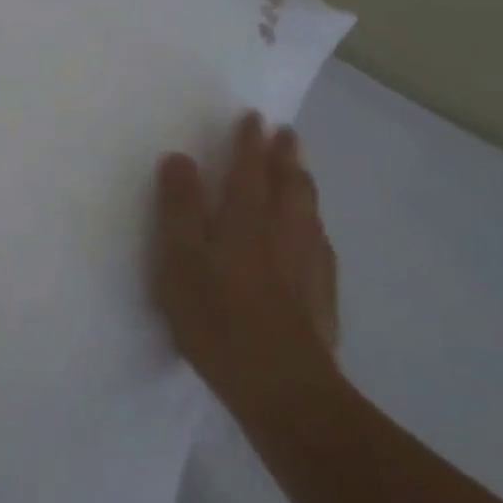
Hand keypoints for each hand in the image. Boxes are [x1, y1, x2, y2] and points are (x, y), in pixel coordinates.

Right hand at [154, 112, 339, 426]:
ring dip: (303, 183)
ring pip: (309, 211)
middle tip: (286, 134)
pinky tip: (314, 233)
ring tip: (300, 171)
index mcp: (245, 220)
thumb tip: (180, 157)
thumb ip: (179, 208)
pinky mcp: (322, 295)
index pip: (249, 170)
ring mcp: (308, 264)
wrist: (282, 386)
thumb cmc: (218, 317)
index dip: (249, 142)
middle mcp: (283, 232)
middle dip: (285, 156)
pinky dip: (314, 225)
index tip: (253, 117)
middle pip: (289, 184)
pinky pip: (321, 244)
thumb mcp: (180, 260)